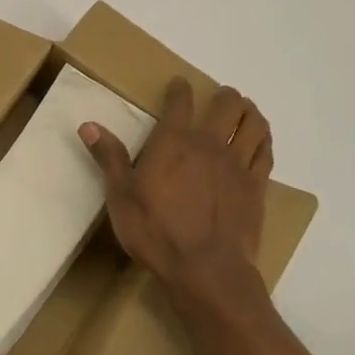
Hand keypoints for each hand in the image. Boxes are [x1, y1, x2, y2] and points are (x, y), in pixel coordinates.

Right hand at [79, 78, 271, 299]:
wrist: (205, 270)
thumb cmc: (156, 232)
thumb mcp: (121, 196)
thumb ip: (109, 158)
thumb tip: (88, 125)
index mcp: (174, 142)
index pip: (180, 102)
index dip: (180, 89)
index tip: (179, 84)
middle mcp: (209, 144)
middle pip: (226, 105)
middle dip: (223, 96)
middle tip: (219, 96)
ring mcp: (237, 164)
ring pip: (252, 123)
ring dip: (249, 111)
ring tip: (244, 110)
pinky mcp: (257, 187)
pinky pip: (266, 152)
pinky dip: (264, 139)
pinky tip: (260, 139)